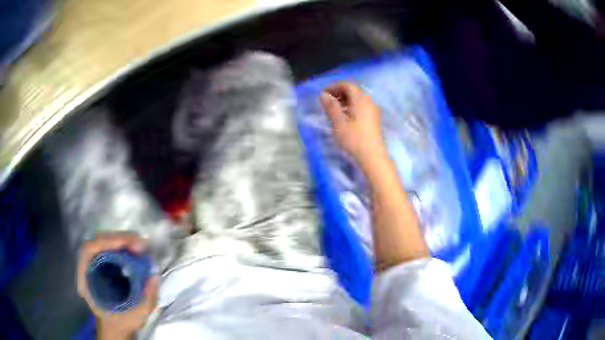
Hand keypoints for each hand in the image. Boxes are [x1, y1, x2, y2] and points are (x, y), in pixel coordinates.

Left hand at [76, 232, 158, 338]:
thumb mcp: (136, 316)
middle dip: (119, 239)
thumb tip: (154, 275)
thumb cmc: (122, 322)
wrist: (115, 327)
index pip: (89, 250)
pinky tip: (134, 250)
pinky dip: (122, 246)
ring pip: (104, 242)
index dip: (106, 242)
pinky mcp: (101, 263)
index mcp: (86, 280)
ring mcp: (93, 263)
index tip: (127, 244)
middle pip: (98, 242)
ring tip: (140, 246)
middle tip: (140, 244)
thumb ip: (147, 299)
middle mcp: (87, 267)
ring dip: (122, 240)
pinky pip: (109, 248)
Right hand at [319, 82, 387, 170]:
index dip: (334, 86)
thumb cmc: (354, 139)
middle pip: (354, 91)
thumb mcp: (338, 122)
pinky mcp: (375, 119)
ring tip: (334, 110)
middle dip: (340, 93)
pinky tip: (345, 117)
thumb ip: (331, 106)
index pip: (347, 85)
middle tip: (327, 101)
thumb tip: (323, 94)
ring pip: (358, 99)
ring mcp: (374, 110)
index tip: (323, 93)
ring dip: (345, 100)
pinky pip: (362, 106)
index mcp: (361, 99)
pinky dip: (352, 107)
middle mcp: (369, 101)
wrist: (373, 156)